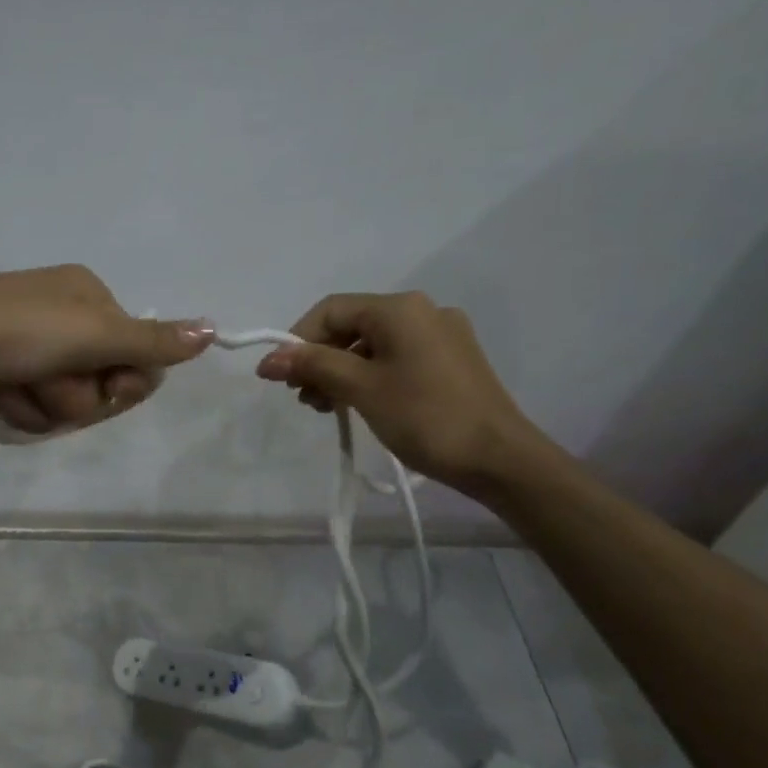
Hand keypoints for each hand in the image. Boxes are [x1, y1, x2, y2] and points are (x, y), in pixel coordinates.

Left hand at [0, 265, 215, 431]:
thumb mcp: (89, 334)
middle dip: (75, 397)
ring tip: (12, 388)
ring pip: (65, 401)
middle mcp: (64, 316)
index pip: (138, 357)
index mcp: (91, 297)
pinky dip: (18, 408)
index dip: (122, 384)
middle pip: (101, 383)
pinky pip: (31, 405)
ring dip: (44, 407)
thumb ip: (150, 342)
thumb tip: (213, 331)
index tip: (103, 385)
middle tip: (45, 383)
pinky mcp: (0, 368)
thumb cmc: (11, 331)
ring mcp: (29, 344)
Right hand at [254, 291, 541, 495]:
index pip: (331, 310)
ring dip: (340, 372)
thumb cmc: (425, 417)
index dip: (297, 340)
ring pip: (372, 345)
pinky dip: (368, 377)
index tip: (279, 378)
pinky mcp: (450, 361)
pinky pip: (395, 358)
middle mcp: (422, 311)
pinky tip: (358, 404)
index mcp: (400, 308)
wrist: (499, 459)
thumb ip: (313, 366)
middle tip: (303, 398)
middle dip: (319, 359)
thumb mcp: (361, 388)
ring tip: (326, 408)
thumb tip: (268, 359)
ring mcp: (440, 336)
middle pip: (351, 326)